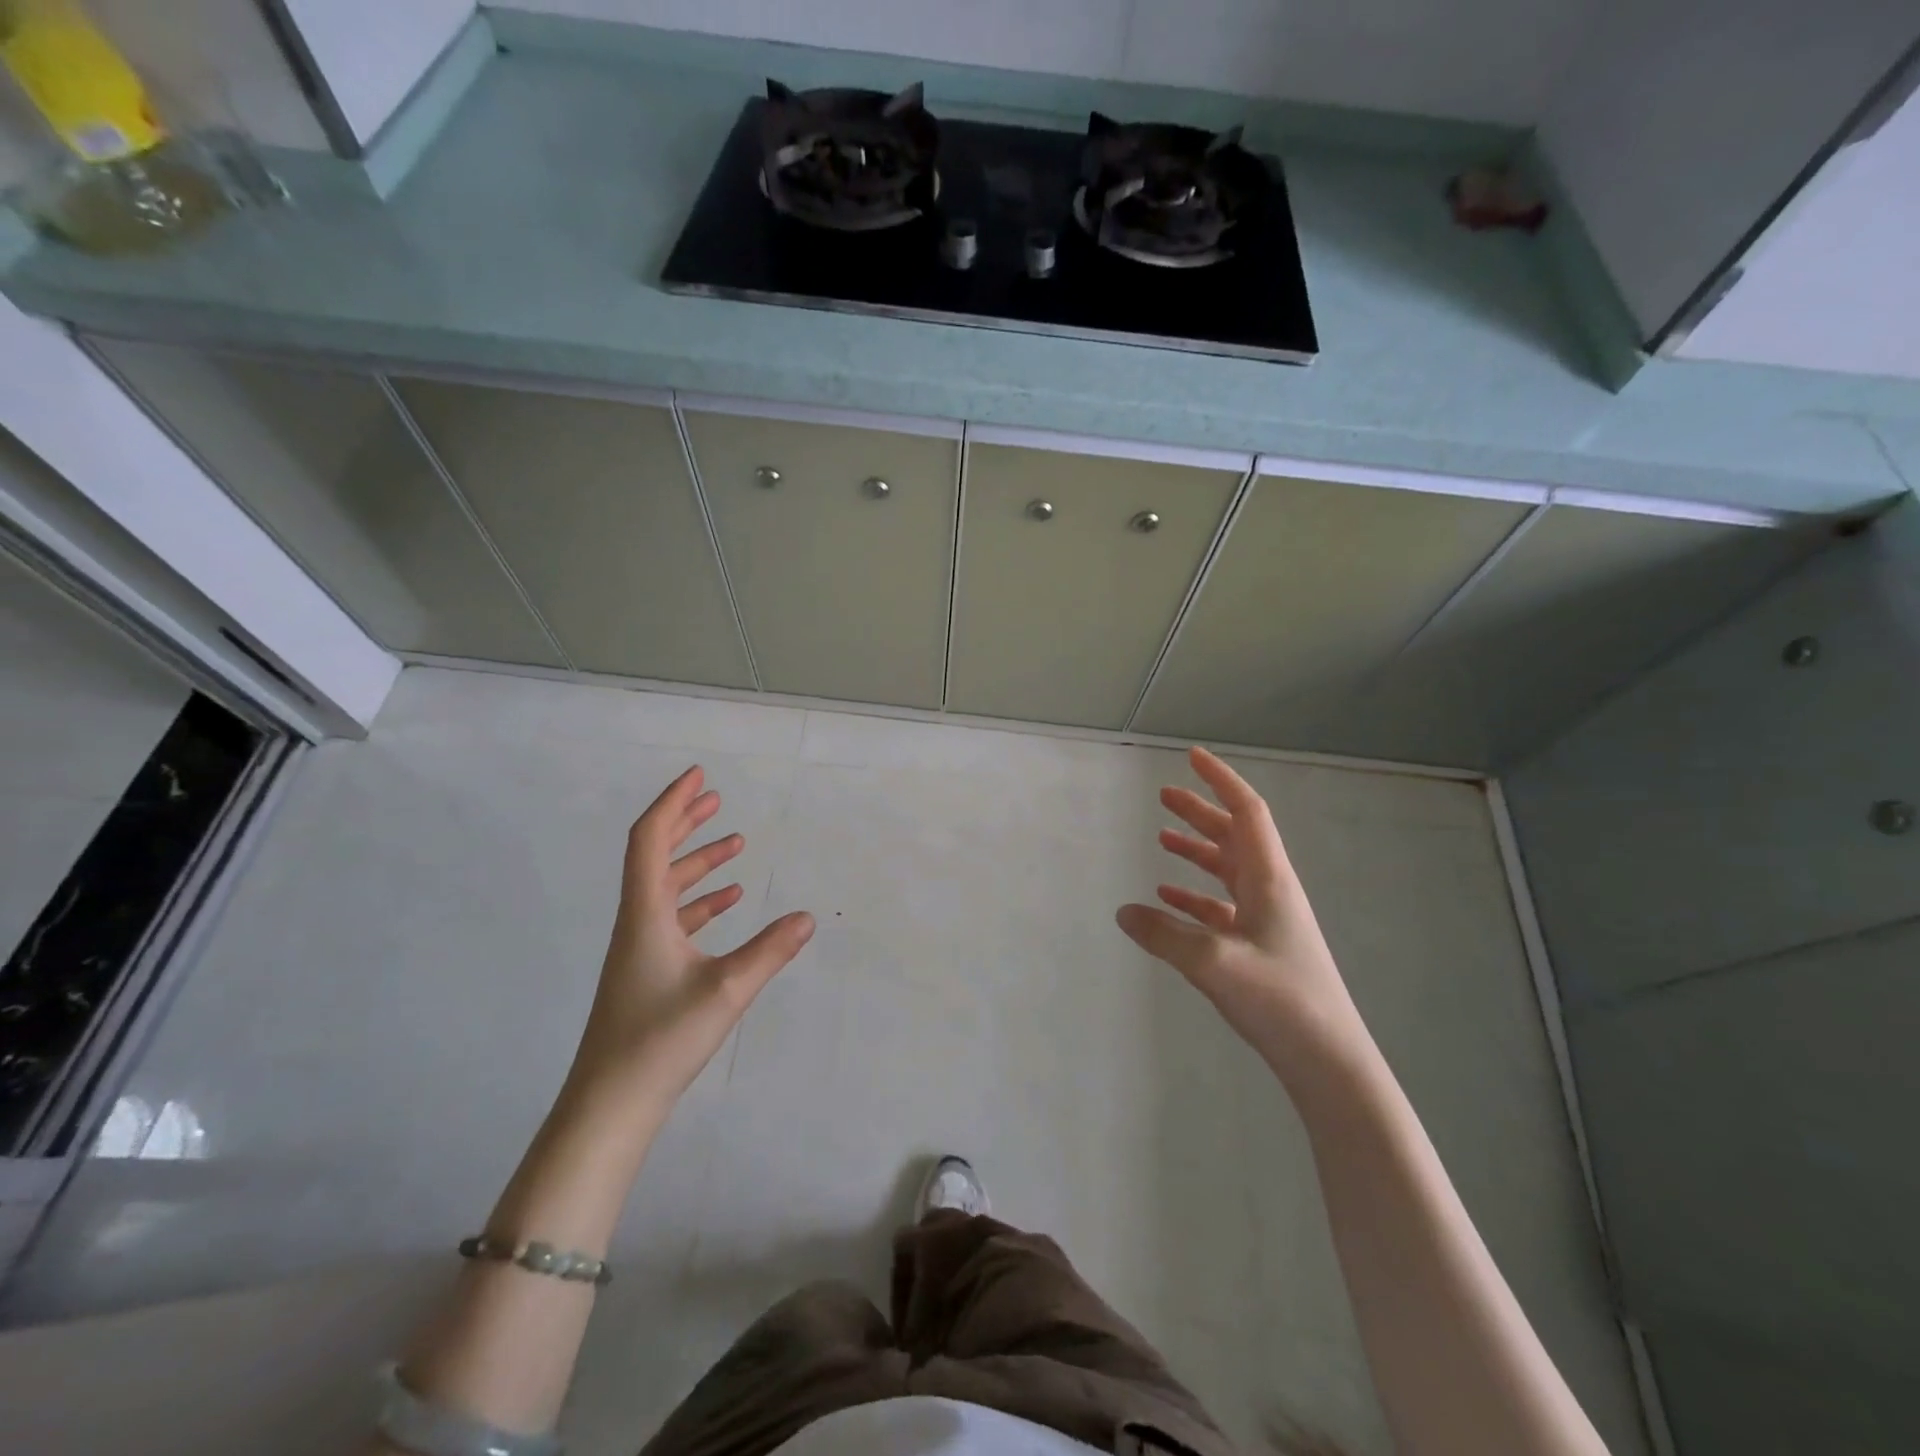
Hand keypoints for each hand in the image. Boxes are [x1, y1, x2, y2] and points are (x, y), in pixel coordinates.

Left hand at [570, 766, 813, 1107]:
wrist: (609, 1106)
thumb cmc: (661, 1040)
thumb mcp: (726, 991)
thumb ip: (770, 951)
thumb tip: (808, 917)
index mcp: (645, 914)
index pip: (650, 840)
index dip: (672, 803)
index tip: (699, 776)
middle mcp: (637, 922)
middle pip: (655, 856)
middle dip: (685, 822)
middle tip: (716, 797)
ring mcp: (639, 949)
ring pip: (666, 888)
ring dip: (698, 862)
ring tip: (735, 845)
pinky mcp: (646, 972)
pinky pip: (673, 918)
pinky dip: (700, 901)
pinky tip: (727, 903)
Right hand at [1117, 747, 1365, 1074]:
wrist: (1328, 1060)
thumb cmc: (1280, 1000)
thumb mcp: (1213, 963)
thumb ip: (1164, 935)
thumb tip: (1124, 912)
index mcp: (1269, 879)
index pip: (1246, 812)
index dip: (1220, 781)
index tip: (1193, 757)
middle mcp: (1270, 890)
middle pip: (1233, 836)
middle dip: (1200, 811)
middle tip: (1163, 795)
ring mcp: (1266, 919)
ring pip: (1227, 870)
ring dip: (1196, 851)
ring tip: (1161, 840)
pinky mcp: (1258, 947)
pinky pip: (1221, 906)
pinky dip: (1194, 895)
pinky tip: (1168, 899)